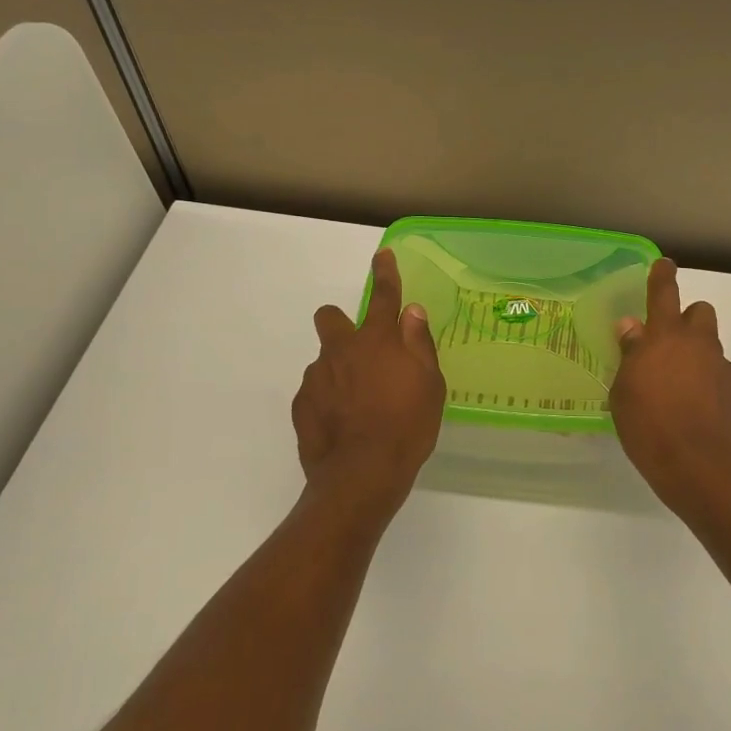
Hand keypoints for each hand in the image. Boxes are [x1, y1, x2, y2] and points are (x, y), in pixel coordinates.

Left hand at [292, 249, 445, 523]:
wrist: (362, 474)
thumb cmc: (407, 426)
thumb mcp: (430, 385)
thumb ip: (419, 344)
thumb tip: (412, 312)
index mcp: (377, 341)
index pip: (383, 296)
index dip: (385, 274)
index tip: (382, 256)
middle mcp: (341, 350)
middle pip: (330, 317)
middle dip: (340, 323)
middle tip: (360, 351)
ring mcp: (316, 378)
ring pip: (324, 360)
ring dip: (339, 370)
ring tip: (359, 405)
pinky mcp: (301, 405)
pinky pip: (315, 392)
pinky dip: (328, 400)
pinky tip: (343, 424)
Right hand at [611, 259, 730, 507]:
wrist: (701, 468)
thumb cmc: (649, 426)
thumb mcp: (624, 391)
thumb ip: (630, 354)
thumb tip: (632, 327)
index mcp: (666, 337)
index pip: (664, 293)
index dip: (662, 276)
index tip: (663, 265)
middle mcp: (699, 345)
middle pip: (700, 312)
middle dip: (687, 320)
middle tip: (667, 344)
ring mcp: (723, 369)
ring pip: (711, 347)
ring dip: (696, 356)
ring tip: (677, 387)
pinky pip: (719, 377)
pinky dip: (708, 384)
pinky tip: (693, 411)